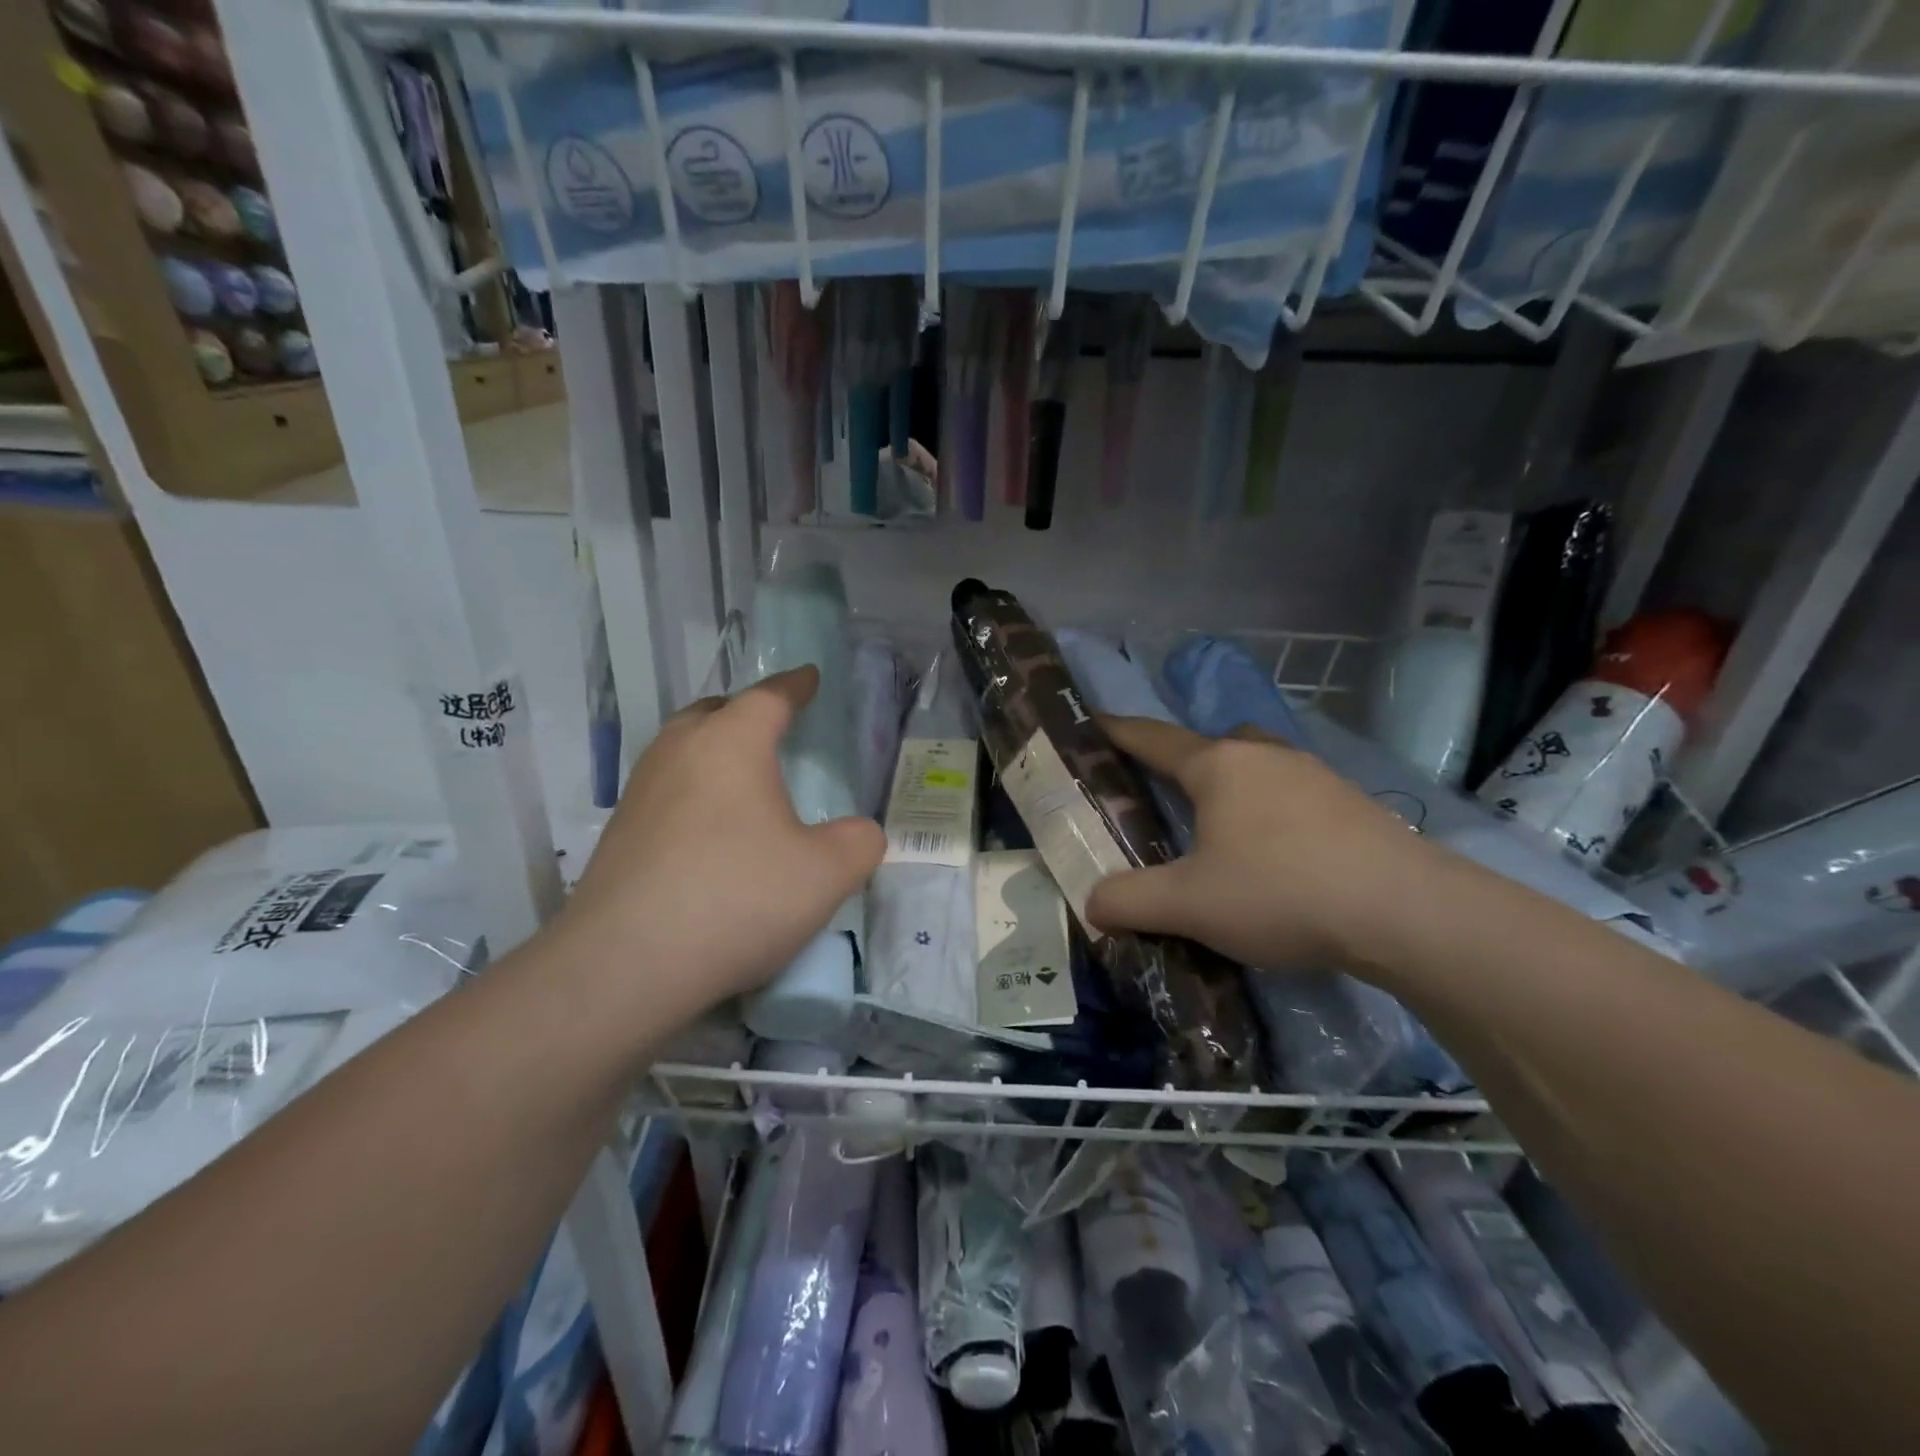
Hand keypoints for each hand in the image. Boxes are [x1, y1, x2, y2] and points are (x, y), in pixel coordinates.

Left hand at [553, 667, 885, 1017]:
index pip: (769, 697)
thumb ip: (859, 843)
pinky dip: (693, 791)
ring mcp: (640, 793)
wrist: (625, 966)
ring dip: (713, 750)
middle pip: (712, 712)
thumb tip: (859, 833)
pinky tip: (709, 830)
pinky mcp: (618, 835)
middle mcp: (679, 753)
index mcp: (731, 743)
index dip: (795, 685)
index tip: (810, 677)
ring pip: (681, 749)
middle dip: (745, 711)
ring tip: (741, 776)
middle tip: (772, 725)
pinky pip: (665, 790)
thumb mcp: (826, 874)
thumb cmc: (737, 898)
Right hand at [1085, 716, 1439, 970]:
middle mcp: (1265, 755)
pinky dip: (1272, 814)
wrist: (1408, 913)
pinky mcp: (1353, 803)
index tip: (1091, 721)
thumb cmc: (1281, 891)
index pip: (1153, 738)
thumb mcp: (1189, 905)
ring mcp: (1315, 775)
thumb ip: (1129, 901)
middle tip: (1165, 800)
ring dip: (1233, 790)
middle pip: (1211, 745)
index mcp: (1219, 765)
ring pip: (1257, 768)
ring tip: (1223, 837)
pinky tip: (1278, 857)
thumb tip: (1093, 904)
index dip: (1117, 731)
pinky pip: (1293, 795)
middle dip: (1184, 764)